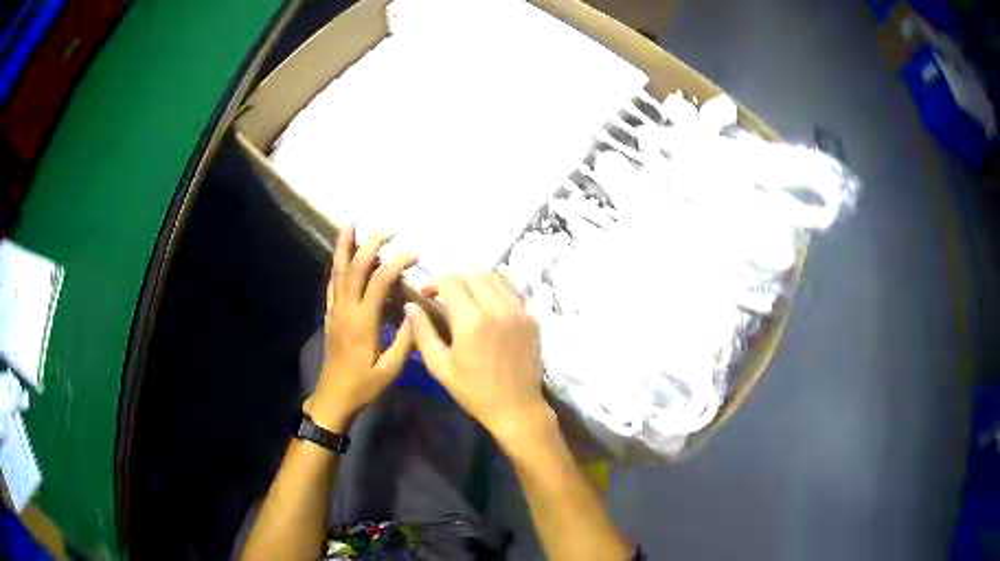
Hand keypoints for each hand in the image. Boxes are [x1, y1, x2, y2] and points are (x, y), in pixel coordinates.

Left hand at [305, 224, 416, 429]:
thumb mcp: (391, 369)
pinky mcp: (330, 315)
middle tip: (387, 231)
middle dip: (370, 245)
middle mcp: (346, 309)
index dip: (396, 263)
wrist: (334, 396)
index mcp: (363, 321)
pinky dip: (337, 265)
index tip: (414, 256)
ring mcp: (335, 310)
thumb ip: (406, 340)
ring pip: (338, 271)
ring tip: (349, 223)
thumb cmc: (365, 385)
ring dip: (344, 246)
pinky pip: (332, 284)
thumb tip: (417, 309)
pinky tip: (340, 256)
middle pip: (355, 268)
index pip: (379, 281)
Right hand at [405, 272, 549, 446]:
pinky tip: (489, 306)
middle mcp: (497, 308)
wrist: (516, 407)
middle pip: (473, 274)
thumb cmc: (474, 391)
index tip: (426, 295)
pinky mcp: (531, 318)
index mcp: (471, 320)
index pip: (450, 281)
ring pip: (495, 277)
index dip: (434, 282)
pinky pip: (512, 291)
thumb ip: (422, 333)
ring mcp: (518, 311)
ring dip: (476, 282)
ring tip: (467, 299)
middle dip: (454, 280)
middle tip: (445, 298)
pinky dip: (497, 289)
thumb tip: (410, 306)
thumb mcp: (440, 367)